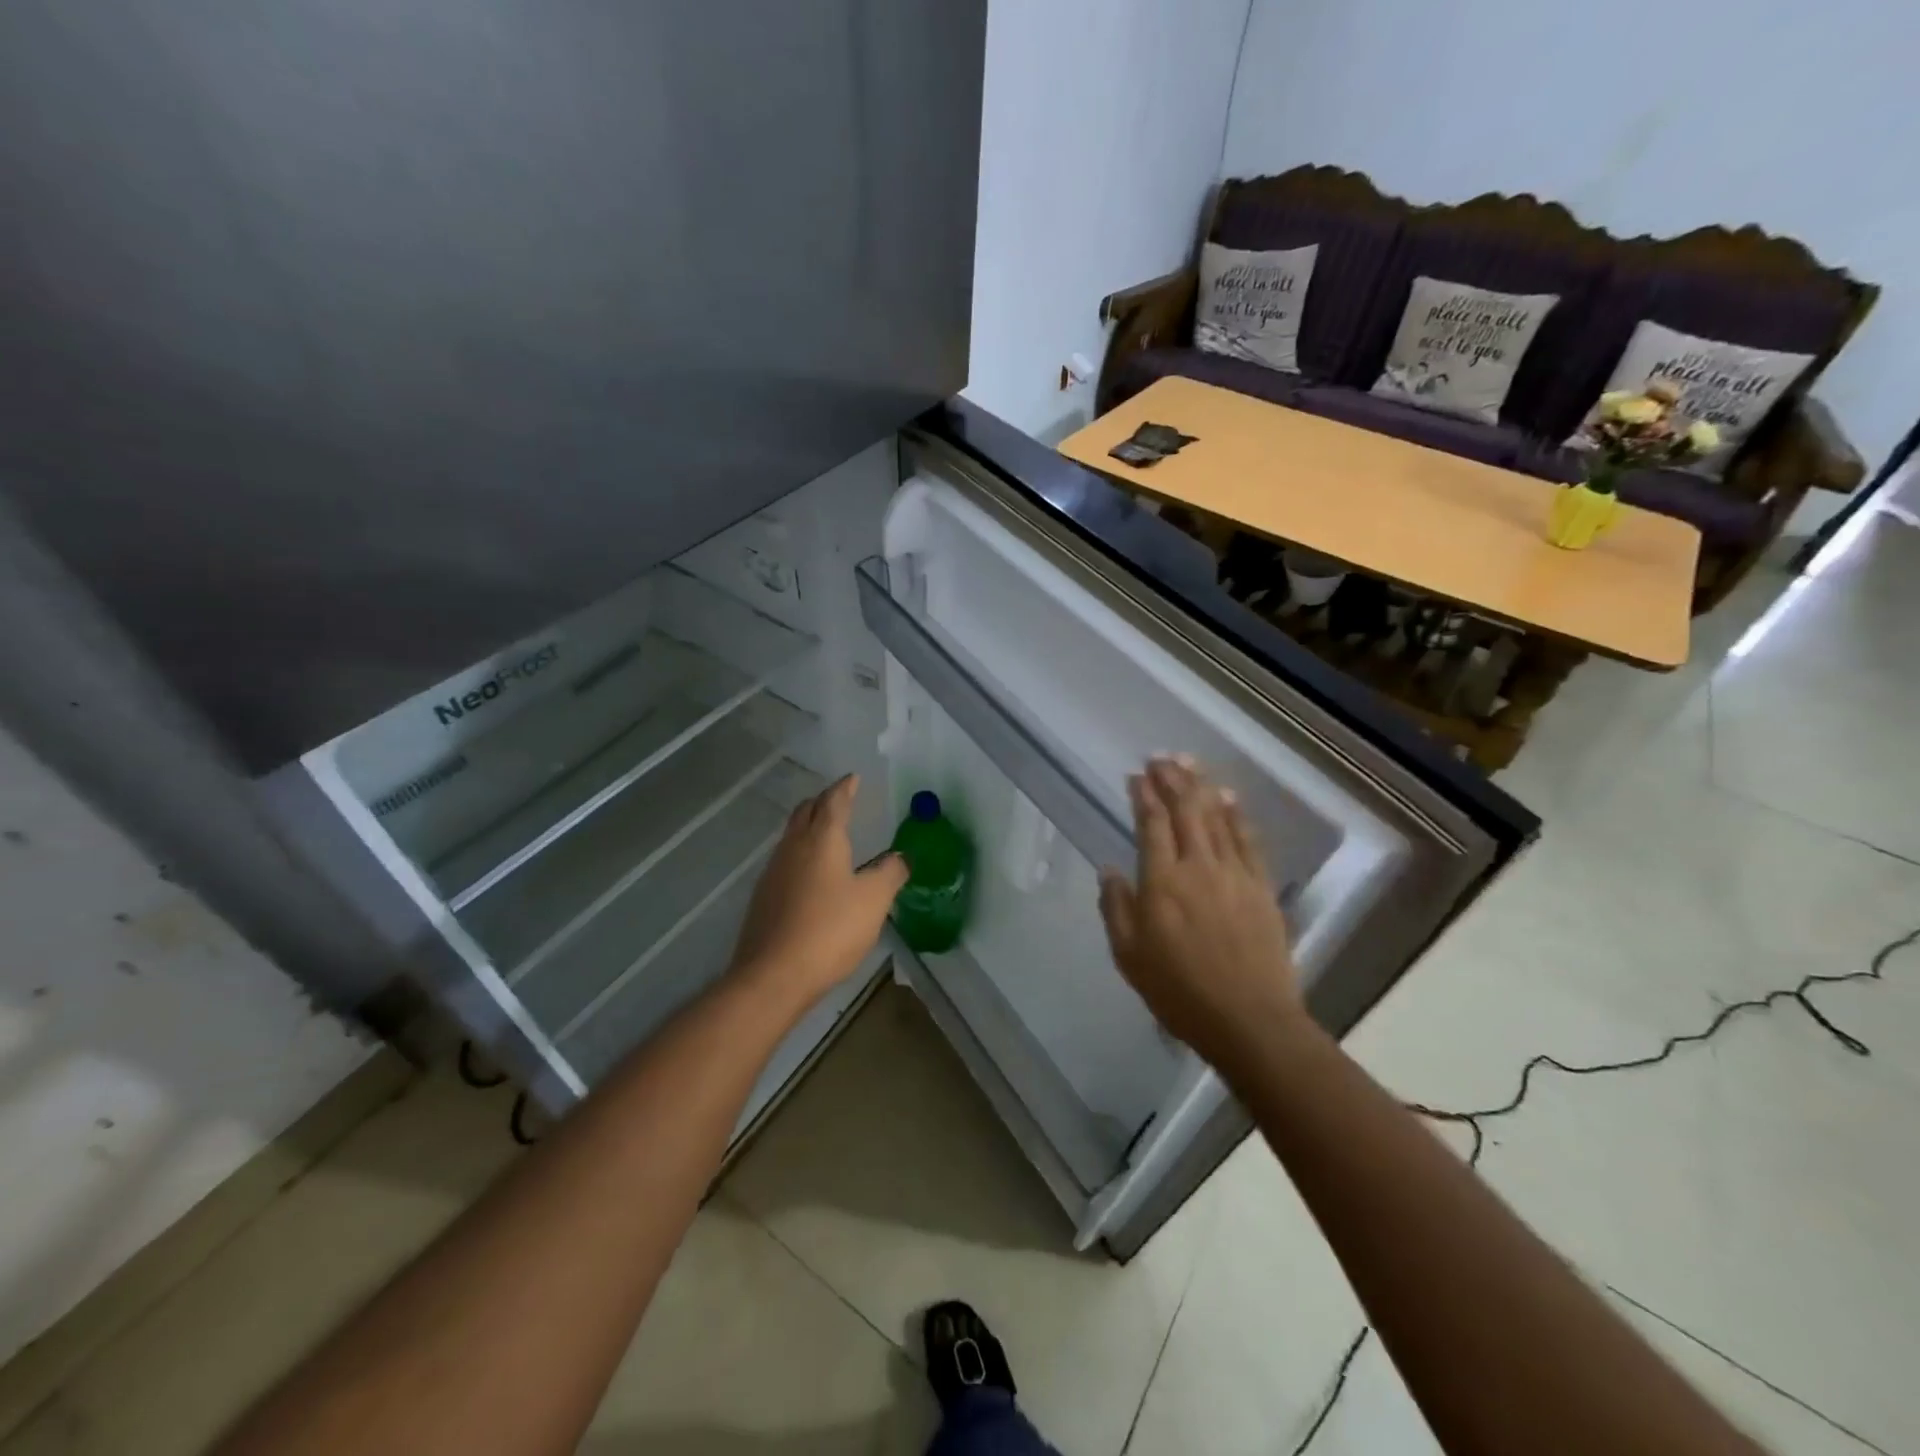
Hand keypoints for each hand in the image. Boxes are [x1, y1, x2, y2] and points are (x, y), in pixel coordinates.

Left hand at [729, 775, 906, 1015]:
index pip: (834, 801)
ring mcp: (774, 871)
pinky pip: (785, 860)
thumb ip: (890, 873)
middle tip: (840, 800)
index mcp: (822, 839)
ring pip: (792, 835)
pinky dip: (801, 853)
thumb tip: (900, 856)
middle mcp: (793, 846)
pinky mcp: (764, 896)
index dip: (845, 788)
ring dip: (809, 826)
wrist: (773, 975)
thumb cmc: (830, 929)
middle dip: (823, 801)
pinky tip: (811, 873)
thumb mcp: (874, 900)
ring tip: (827, 833)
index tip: (853, 778)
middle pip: (806, 812)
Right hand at [1098, 756, 1302, 1072]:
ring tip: (1189, 763)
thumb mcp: (1129, 956)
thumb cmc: (1179, 991)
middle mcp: (1198, 867)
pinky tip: (1228, 797)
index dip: (1143, 796)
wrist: (1249, 1020)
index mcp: (1162, 883)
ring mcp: (1234, 874)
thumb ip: (1116, 908)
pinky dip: (1236, 814)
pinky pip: (1247, 839)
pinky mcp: (1261, 887)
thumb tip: (1110, 870)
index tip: (1136, 775)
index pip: (1152, 825)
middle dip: (1171, 779)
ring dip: (1201, 786)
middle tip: (1161, 757)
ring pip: (1216, 817)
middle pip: (1185, 810)